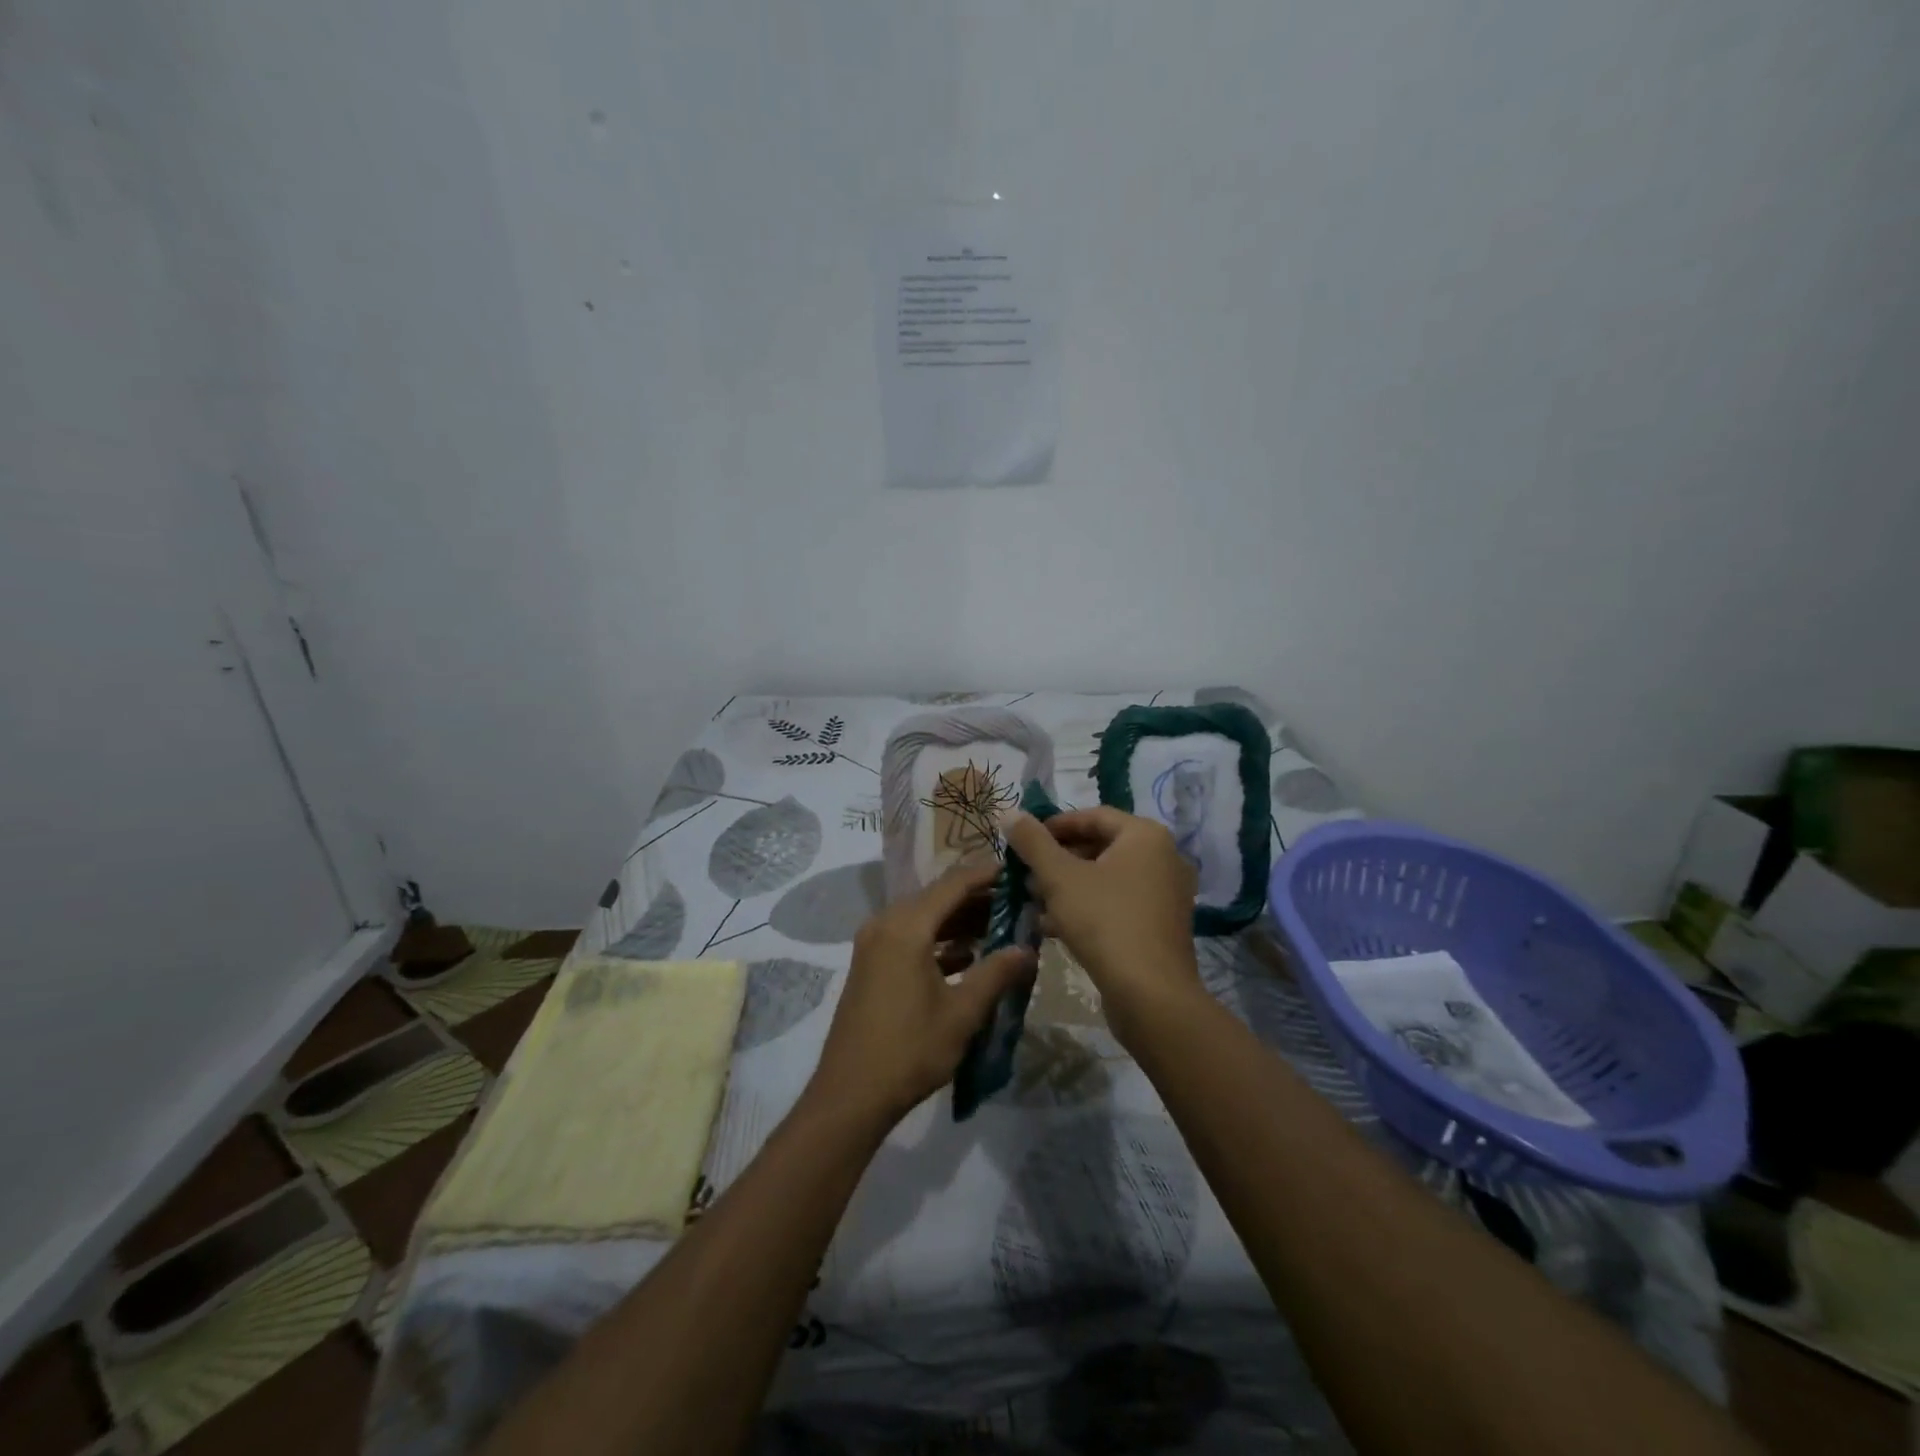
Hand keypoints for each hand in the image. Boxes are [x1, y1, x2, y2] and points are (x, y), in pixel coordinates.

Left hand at [804, 860, 1037, 1130]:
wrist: (851, 1095)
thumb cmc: (910, 1050)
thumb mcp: (962, 1012)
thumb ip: (997, 973)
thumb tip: (1028, 948)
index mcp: (906, 927)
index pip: (953, 884)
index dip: (987, 875)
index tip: (1018, 871)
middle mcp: (885, 924)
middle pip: (937, 898)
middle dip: (977, 898)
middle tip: (1017, 901)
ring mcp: (874, 944)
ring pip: (924, 918)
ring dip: (959, 921)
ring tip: (1000, 926)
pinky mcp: (871, 965)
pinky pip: (910, 937)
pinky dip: (939, 941)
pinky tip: (969, 955)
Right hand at [1001, 807, 1202, 1046]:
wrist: (1150, 995)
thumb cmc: (1104, 922)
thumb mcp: (1059, 877)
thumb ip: (1032, 842)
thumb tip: (1008, 811)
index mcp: (1145, 836)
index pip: (1093, 816)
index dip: (1054, 826)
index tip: (1023, 841)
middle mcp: (1163, 857)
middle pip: (1100, 846)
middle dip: (1058, 860)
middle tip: (1025, 874)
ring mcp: (1165, 893)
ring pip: (1107, 878)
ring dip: (1068, 886)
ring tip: (1033, 900)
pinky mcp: (1160, 925)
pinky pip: (1118, 903)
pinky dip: (1087, 907)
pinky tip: (1052, 926)